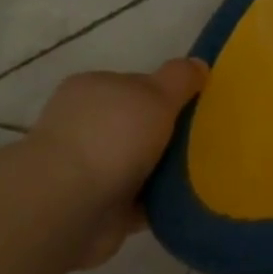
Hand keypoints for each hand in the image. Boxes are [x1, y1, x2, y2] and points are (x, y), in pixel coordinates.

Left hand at [31, 58, 207, 267]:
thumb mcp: (156, 93)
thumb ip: (180, 77)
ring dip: (162, 171)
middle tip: (205, 141)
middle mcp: (84, 125)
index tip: (196, 107)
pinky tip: (184, 201)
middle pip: (137, 125)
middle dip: (166, 135)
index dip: (167, 94)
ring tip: (203, 174)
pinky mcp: (93, 208)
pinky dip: (155, 202)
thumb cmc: (112, 137)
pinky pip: (136, 201)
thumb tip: (199, 65)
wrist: (68, 208)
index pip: (135, 85)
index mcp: (92, 90)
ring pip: (137, 164)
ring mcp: (85, 168)